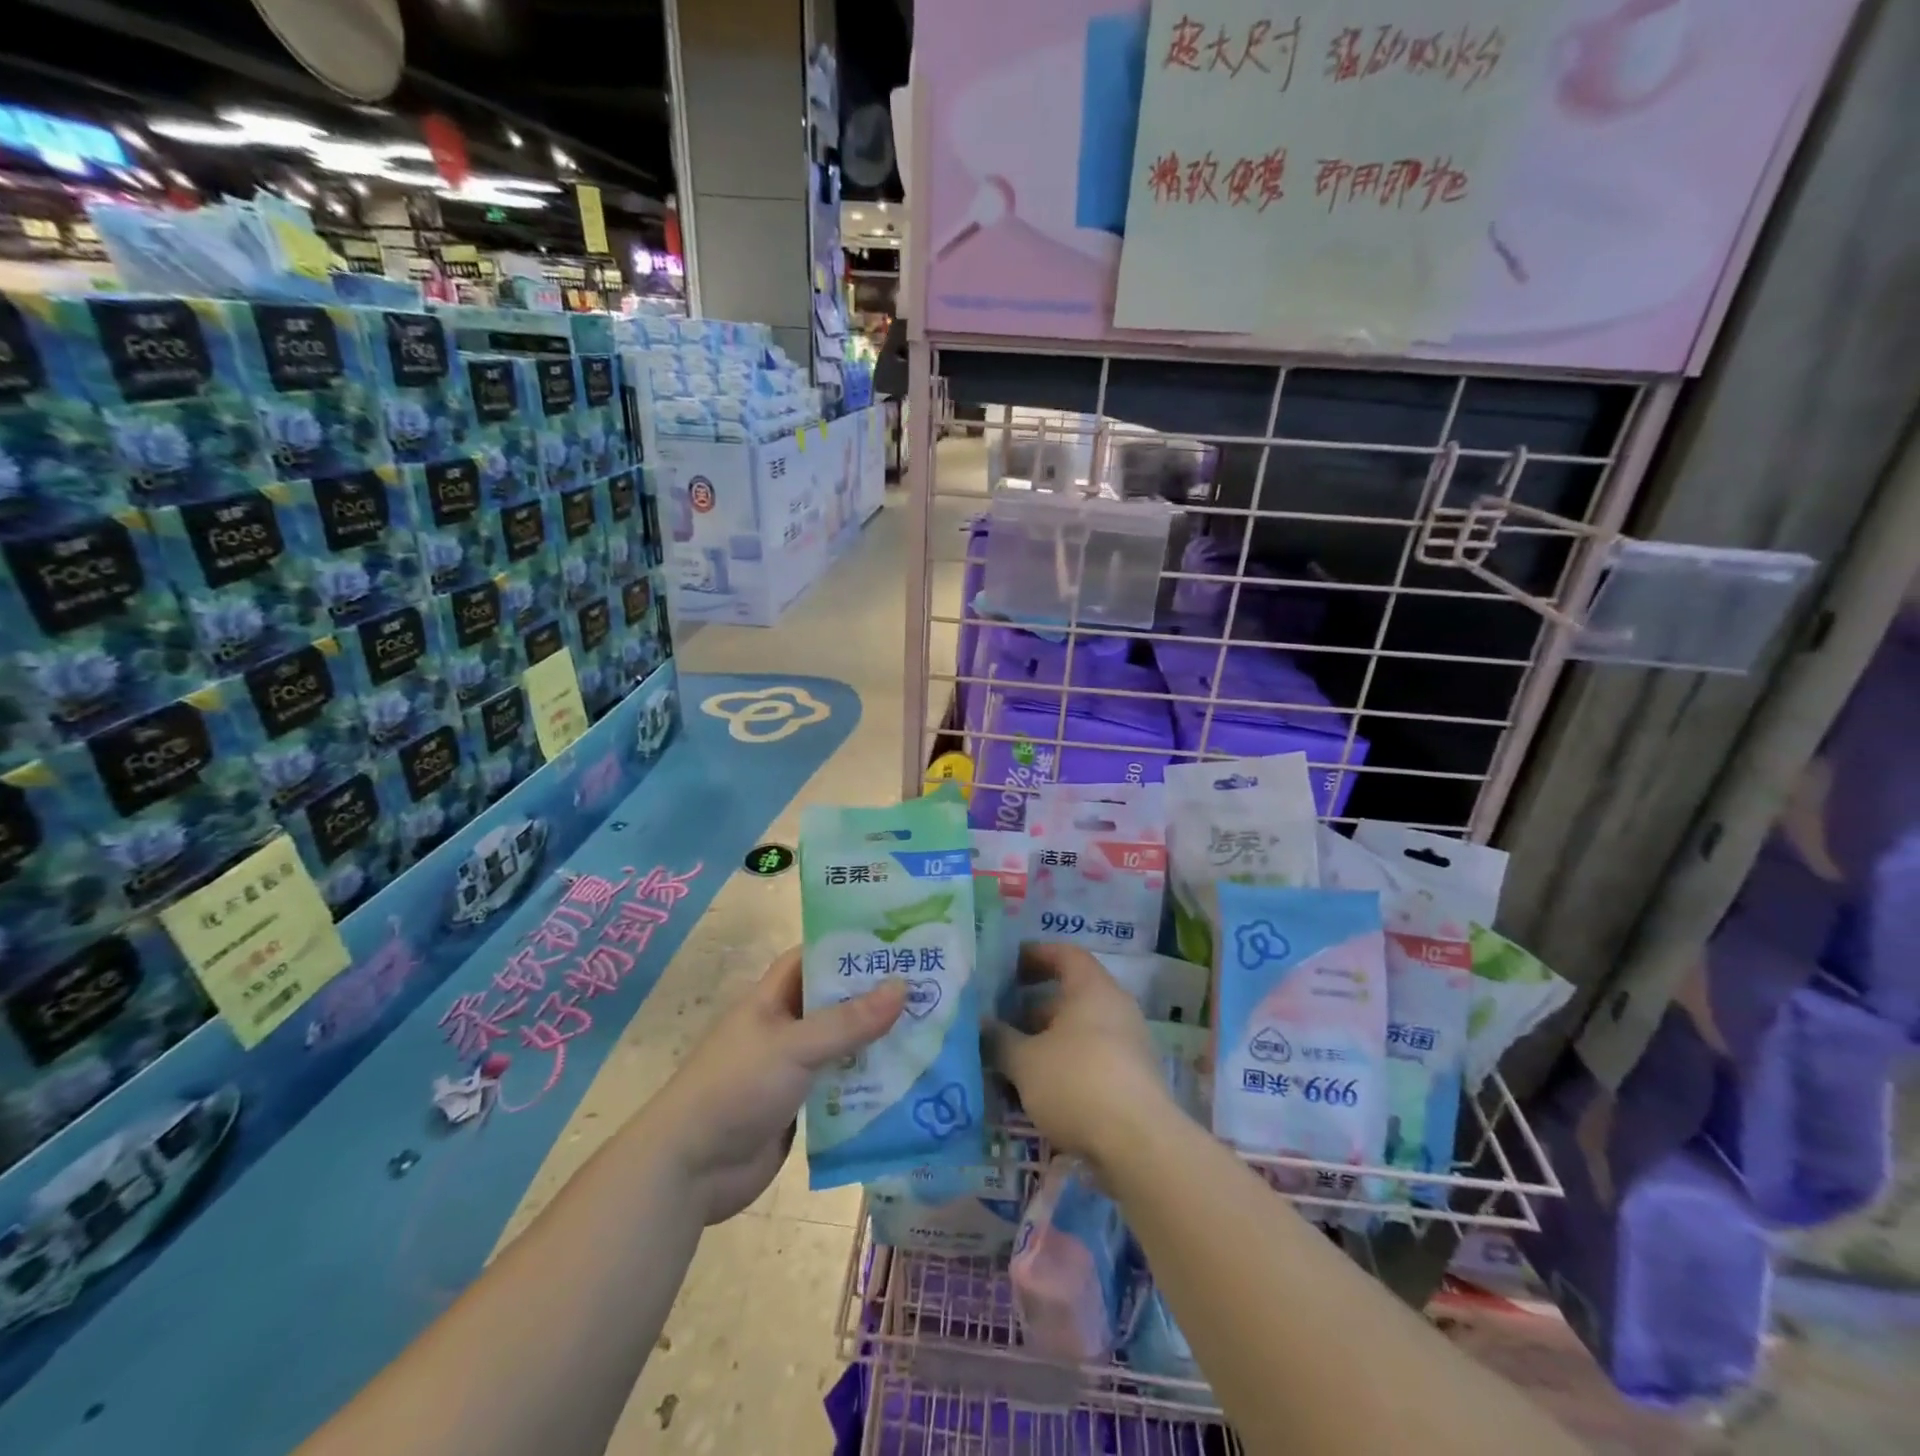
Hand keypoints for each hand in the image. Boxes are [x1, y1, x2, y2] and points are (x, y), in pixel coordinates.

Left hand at [652, 947, 905, 1223]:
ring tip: (930, 1029)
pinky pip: (841, 1085)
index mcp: (772, 999)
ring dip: (876, 1041)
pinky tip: (907, 1080)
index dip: (849, 947)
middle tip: (928, 986)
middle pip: (835, 1002)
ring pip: (842, 1045)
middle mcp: (784, 1027)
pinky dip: (868, 1082)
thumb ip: (850, 1020)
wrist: (690, 1169)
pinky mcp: (800, 1106)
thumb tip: (903, 986)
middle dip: (875, 996)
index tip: (895, 943)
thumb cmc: (737, 1087)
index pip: (814, 958)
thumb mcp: (795, 1046)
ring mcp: (792, 1068)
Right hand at [988, 942, 1173, 1174]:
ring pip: (1080, 1032)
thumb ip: (1000, 1039)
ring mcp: (1129, 1044)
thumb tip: (983, 1025)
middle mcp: (1116, 1008)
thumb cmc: (1077, 1082)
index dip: (1036, 955)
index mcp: (1093, 988)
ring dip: (1047, 1042)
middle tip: (1001, 1021)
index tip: (1010, 966)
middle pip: (1071, 996)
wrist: (1139, 1145)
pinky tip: (1040, 1091)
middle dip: (1034, 1009)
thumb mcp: (1025, 1061)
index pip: (1065, 954)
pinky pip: (1092, 1059)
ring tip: (1013, 1062)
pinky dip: (1065, 1066)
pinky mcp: (1133, 1079)